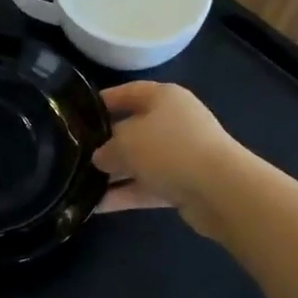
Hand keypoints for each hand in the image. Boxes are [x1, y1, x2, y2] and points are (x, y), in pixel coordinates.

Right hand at [91, 82, 238, 221]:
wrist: (221, 190)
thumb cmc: (169, 149)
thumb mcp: (127, 143)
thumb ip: (107, 148)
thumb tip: (100, 158)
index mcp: (164, 97)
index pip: (129, 92)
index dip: (104, 100)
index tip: (79, 112)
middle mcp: (174, 121)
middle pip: (134, 128)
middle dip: (107, 143)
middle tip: (77, 154)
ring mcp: (181, 154)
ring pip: (140, 161)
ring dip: (114, 173)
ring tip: (81, 184)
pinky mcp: (185, 184)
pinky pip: (149, 186)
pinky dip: (127, 194)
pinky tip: (98, 206)